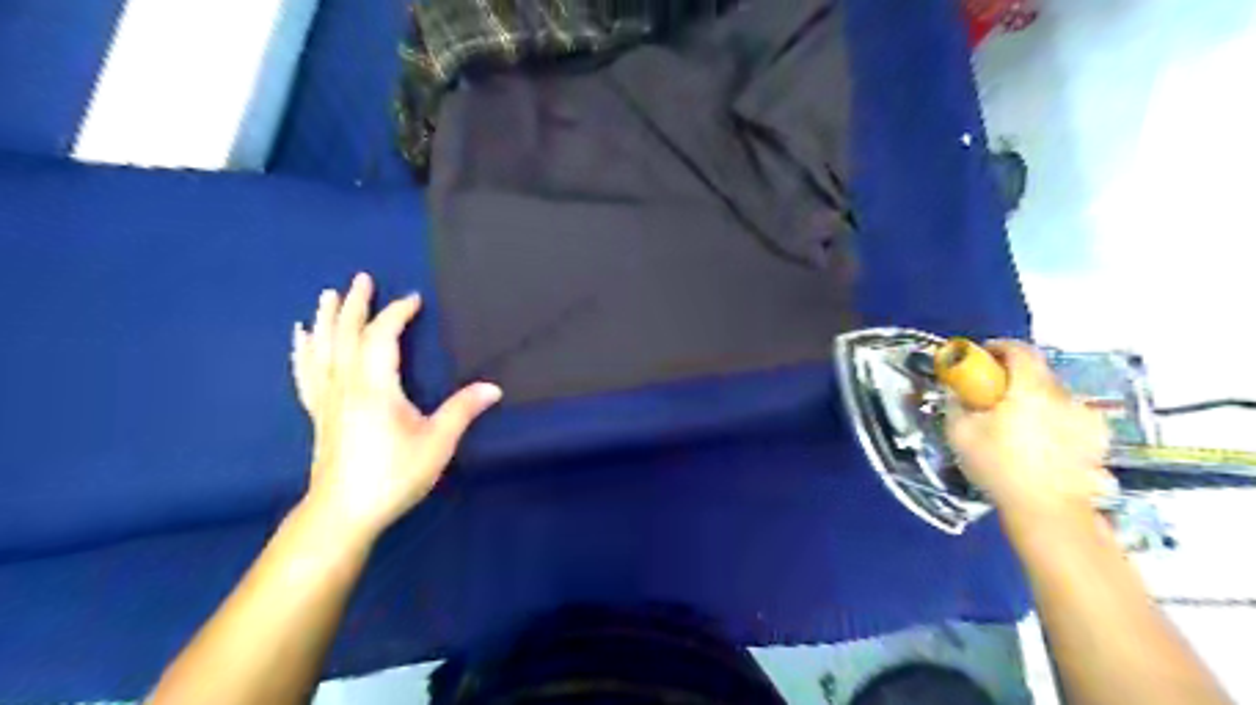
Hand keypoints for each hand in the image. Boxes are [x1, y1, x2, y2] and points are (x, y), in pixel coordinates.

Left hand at [290, 272, 500, 540]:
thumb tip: (494, 388)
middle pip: (347, 334)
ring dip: (327, 318)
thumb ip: (462, 410)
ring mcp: (327, 399)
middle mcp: (346, 384)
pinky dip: (303, 350)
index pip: (382, 337)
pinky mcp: (318, 413)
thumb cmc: (392, 475)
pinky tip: (300, 337)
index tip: (414, 299)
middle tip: (362, 278)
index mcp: (375, 387)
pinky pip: (306, 372)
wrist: (342, 513)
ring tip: (328, 294)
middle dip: (357, 304)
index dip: (397, 313)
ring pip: (322, 348)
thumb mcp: (437, 443)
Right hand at [948, 342, 1111, 523]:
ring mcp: (1086, 417)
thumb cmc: (999, 466)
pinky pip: (1071, 418)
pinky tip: (1042, 444)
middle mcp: (1063, 395)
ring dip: (1036, 401)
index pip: (1019, 350)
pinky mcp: (1099, 439)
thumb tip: (957, 391)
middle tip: (993, 397)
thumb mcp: (960, 433)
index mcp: (1030, 388)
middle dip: (1014, 378)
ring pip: (1055, 396)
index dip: (998, 348)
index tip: (982, 357)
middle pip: (1038, 372)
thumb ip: (957, 404)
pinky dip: (1055, 422)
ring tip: (1017, 426)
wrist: (1048, 510)